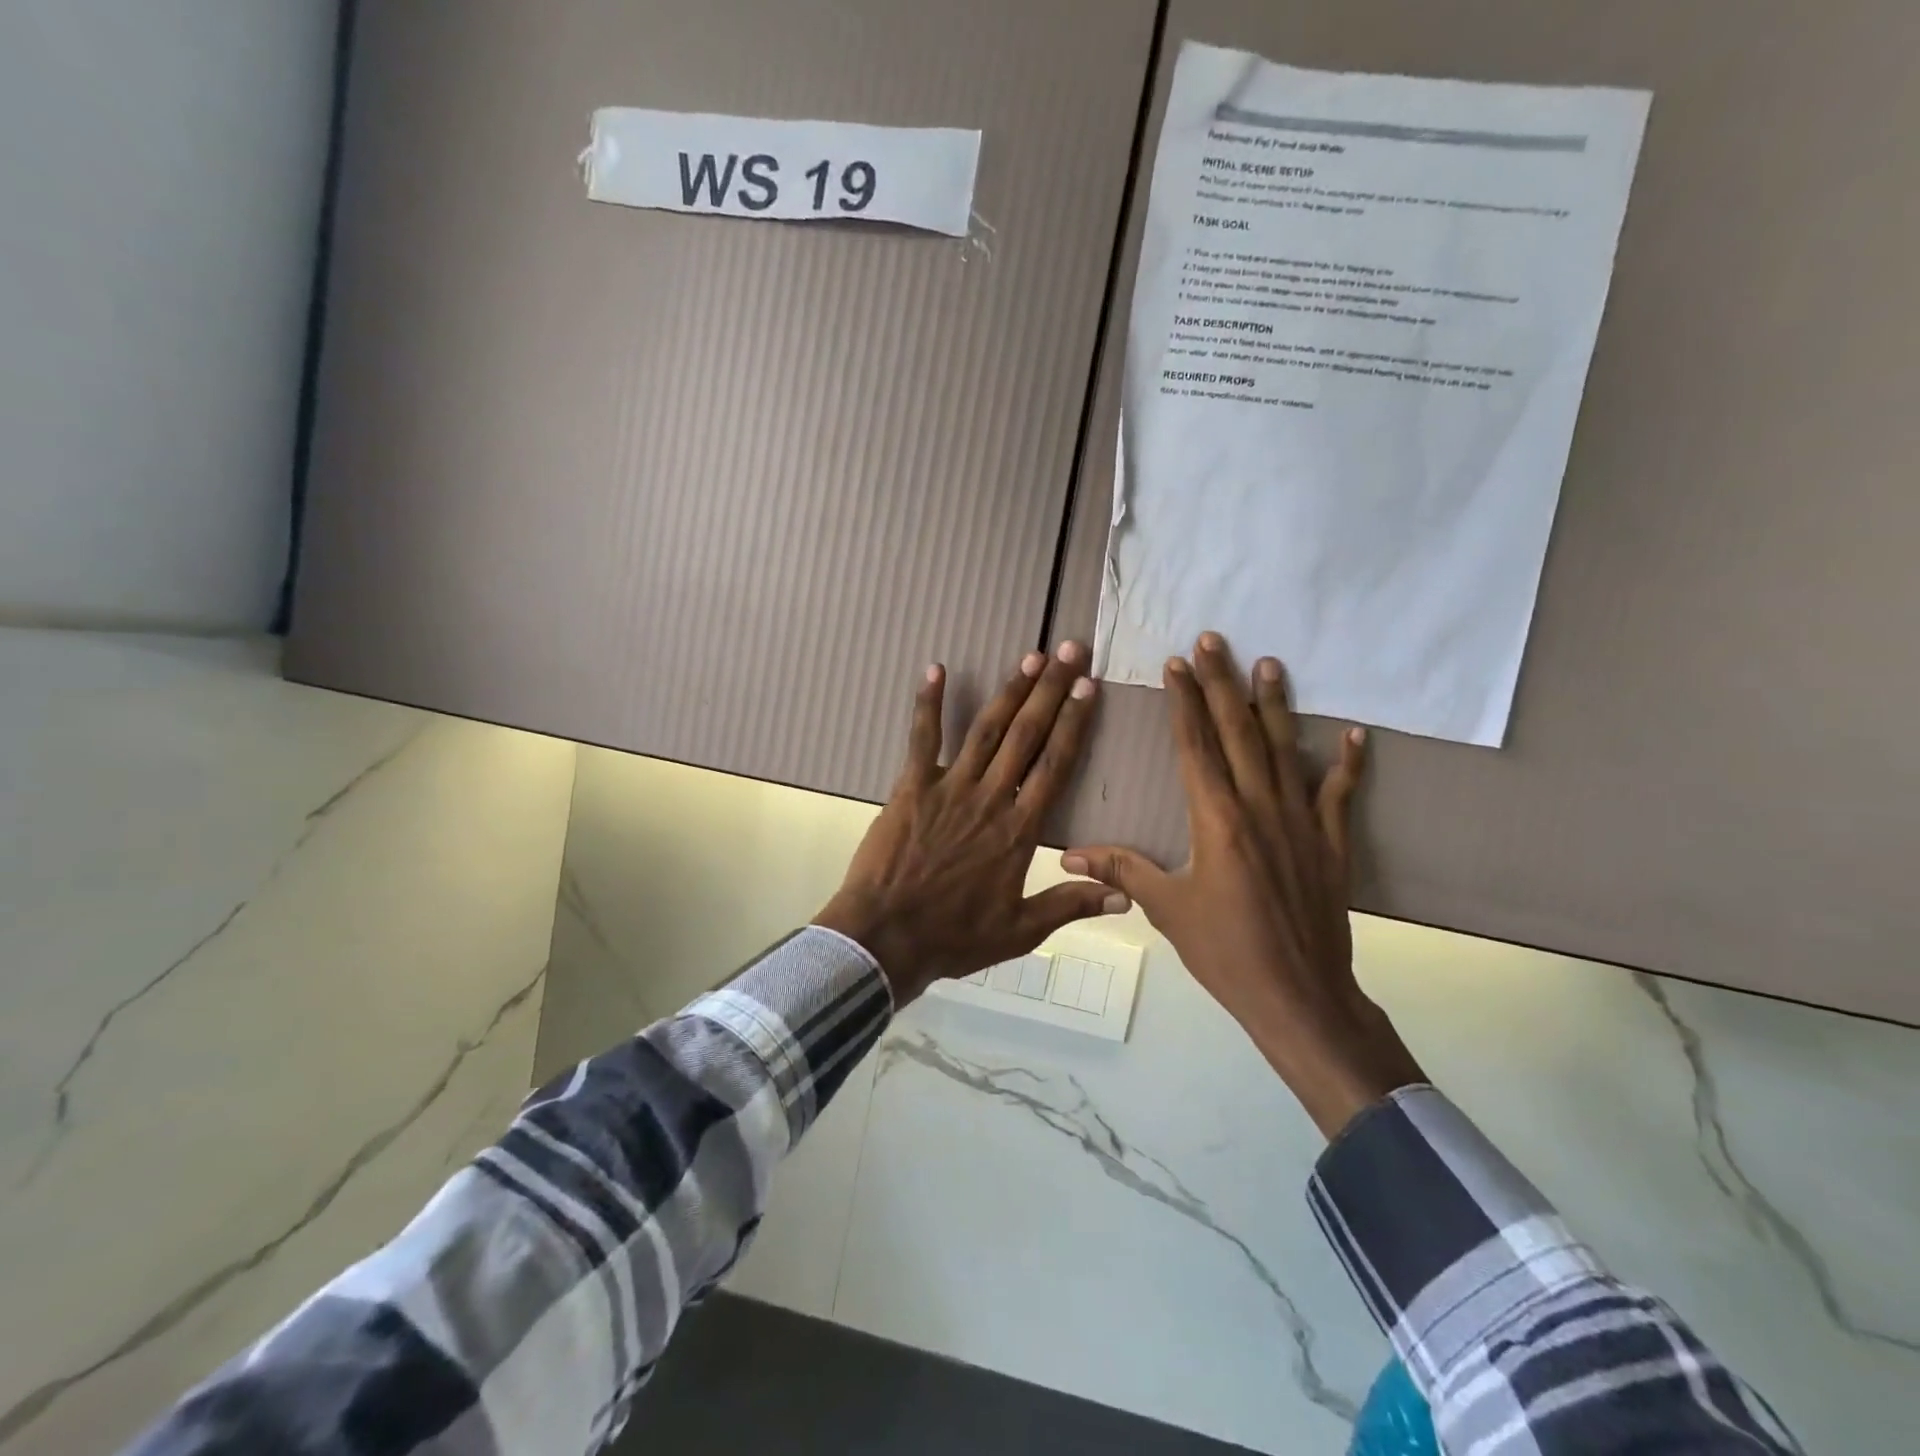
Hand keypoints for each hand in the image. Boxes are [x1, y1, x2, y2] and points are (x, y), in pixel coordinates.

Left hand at [815, 642, 1130, 1004]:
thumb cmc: (954, 936)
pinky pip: (921, 739)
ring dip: (1009, 692)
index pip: (1055, 765)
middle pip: (1026, 735)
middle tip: (1069, 652)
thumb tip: (1125, 897)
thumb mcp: (1020, 931)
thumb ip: (1070, 905)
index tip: (1089, 688)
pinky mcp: (911, 787)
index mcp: (1019, 829)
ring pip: (986, 730)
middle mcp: (990, 797)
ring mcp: (948, 787)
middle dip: (1051, 691)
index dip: (1074, 723)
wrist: (885, 937)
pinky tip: (934, 669)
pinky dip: (927, 703)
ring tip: (1030, 658)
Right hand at [1063, 633, 1423, 1136]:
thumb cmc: (1225, 951)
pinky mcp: (1331, 843)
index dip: (1184, 701)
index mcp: (1216, 819)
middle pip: (1238, 733)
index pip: (1196, 746)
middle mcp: (1260, 807)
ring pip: (1286, 750)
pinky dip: (1348, 764)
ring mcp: (1301, 822)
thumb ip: (1123, 869)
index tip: (1177, 664)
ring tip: (1270, 664)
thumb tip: (1068, 853)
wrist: (1298, 996)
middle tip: (1215, 640)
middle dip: (1223, 683)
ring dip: (1276, 705)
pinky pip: (1340, 794)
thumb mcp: (1167, 909)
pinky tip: (1354, 735)